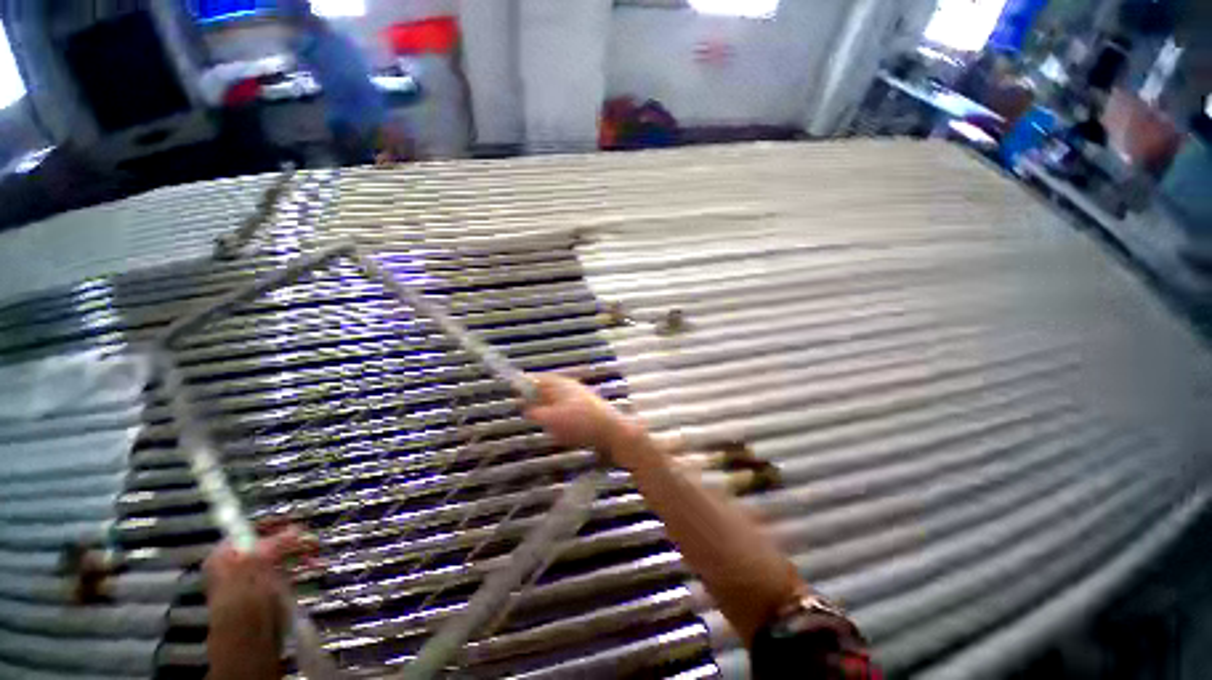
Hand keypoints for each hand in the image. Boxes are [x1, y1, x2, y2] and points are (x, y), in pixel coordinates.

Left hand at [203, 524, 316, 679]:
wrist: (250, 647)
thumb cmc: (246, 606)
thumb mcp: (256, 570)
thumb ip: (272, 546)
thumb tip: (296, 528)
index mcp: (224, 558)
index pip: (247, 531)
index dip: (273, 525)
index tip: (298, 522)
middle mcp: (236, 566)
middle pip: (267, 544)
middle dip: (293, 541)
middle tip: (314, 541)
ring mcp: (253, 582)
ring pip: (280, 559)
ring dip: (301, 554)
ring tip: (319, 556)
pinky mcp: (269, 594)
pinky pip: (287, 574)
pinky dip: (302, 569)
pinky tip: (317, 568)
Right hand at [523, 373, 647, 469]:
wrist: (612, 431)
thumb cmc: (579, 422)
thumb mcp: (550, 419)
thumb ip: (535, 412)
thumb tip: (525, 407)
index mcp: (560, 383)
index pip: (537, 378)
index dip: (524, 385)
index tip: (515, 395)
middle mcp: (570, 386)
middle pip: (547, 390)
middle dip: (537, 402)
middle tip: (531, 416)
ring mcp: (580, 397)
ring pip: (557, 403)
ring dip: (550, 413)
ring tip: (550, 427)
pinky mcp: (587, 409)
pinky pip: (568, 412)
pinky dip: (562, 420)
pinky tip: (565, 433)